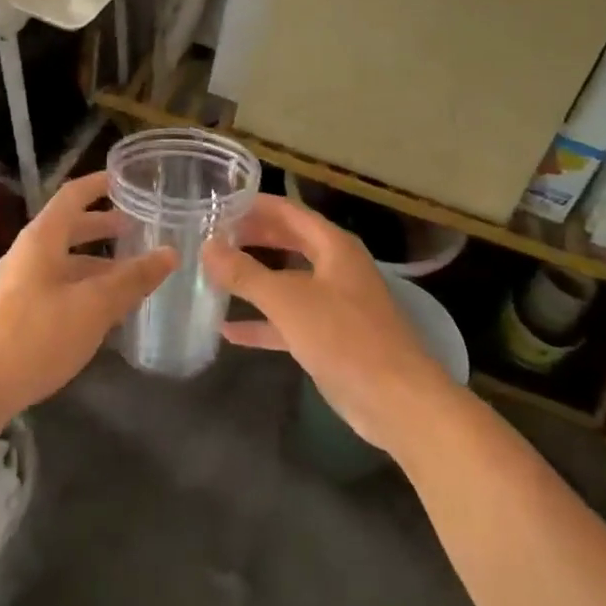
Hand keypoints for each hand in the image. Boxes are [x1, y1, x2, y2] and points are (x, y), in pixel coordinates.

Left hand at [0, 171, 176, 423]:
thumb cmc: (35, 335)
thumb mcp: (93, 306)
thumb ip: (132, 279)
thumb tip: (169, 253)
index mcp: (42, 239)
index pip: (72, 196)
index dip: (98, 184)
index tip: (125, 179)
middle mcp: (27, 254)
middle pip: (68, 229)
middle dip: (102, 227)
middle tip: (136, 230)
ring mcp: (16, 286)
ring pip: (63, 263)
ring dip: (95, 265)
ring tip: (128, 278)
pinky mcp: (12, 316)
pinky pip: (55, 289)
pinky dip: (81, 290)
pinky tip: (100, 316)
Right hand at [202, 195, 457, 452]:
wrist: (397, 401)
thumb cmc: (344, 337)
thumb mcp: (288, 300)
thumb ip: (246, 273)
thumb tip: (208, 247)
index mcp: (332, 245)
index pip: (288, 211)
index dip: (254, 205)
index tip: (218, 204)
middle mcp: (335, 267)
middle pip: (287, 242)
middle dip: (251, 238)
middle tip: (211, 237)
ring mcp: (334, 304)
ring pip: (287, 281)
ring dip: (254, 279)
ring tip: (213, 274)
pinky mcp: (330, 338)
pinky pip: (289, 321)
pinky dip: (262, 322)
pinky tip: (229, 330)